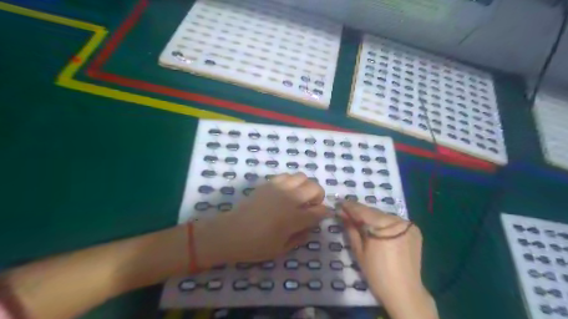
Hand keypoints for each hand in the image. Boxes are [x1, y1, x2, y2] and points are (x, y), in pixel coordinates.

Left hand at [194, 173, 330, 267]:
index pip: (319, 211)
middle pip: (315, 188)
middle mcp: (290, 199)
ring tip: (299, 196)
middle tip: (312, 205)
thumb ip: (300, 238)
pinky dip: (291, 181)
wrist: (231, 232)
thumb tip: (310, 227)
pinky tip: (286, 191)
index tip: (324, 214)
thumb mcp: (281, 249)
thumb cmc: (256, 245)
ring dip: (306, 186)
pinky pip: (286, 175)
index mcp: (295, 218)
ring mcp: (279, 188)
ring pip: (302, 177)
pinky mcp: (268, 183)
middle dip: (319, 196)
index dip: (325, 212)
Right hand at [336, 202, 438, 318]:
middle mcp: (399, 221)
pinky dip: (384, 224)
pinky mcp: (415, 232)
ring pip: (384, 217)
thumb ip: (351, 229)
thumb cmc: (377, 274)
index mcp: (385, 226)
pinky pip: (394, 223)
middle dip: (360, 212)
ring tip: (360, 221)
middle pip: (375, 212)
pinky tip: (377, 229)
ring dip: (372, 218)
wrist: (405, 293)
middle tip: (347, 212)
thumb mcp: (359, 251)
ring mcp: (409, 226)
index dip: (350, 206)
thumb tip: (342, 213)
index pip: (363, 210)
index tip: (339, 203)